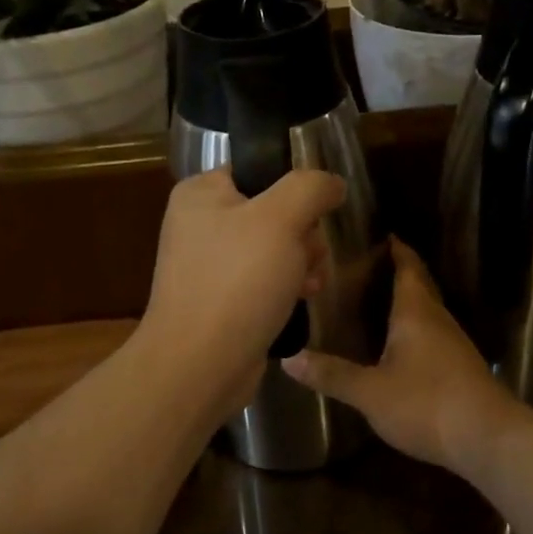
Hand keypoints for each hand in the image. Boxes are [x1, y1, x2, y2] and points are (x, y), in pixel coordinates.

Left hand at [139, 168, 344, 420]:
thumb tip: (332, 182)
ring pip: (274, 246)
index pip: (259, 169)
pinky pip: (264, 278)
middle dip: (303, 231)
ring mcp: (209, 264)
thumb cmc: (238, 281)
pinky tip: (303, 297)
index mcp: (201, 193)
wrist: (200, 365)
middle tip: (311, 253)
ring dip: (302, 260)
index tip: (316, 212)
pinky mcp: (221, 299)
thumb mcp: (280, 219)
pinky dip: (286, 285)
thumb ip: (310, 188)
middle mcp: (200, 224)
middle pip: (272, 209)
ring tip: (310, 281)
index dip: (295, 188)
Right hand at [285, 239, 528, 472]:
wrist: (488, 438)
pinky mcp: (461, 368)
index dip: (398, 251)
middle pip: (421, 286)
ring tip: (380, 300)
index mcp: (416, 313)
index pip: (408, 268)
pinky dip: (417, 327)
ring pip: (429, 311)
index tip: (385, 235)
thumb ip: (332, 374)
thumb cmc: (426, 404)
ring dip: (409, 300)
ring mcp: (454, 344)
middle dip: (401, 272)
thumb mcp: (370, 392)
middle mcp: (438, 320)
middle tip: (372, 265)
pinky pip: (434, 334)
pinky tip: (403, 345)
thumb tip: (289, 359)